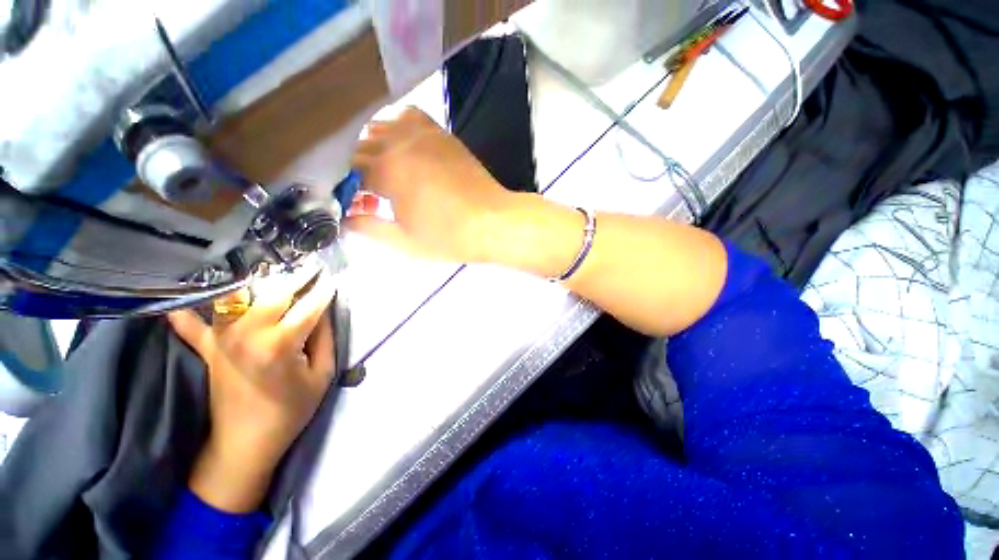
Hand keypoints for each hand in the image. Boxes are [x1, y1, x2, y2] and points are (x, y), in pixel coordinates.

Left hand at [168, 265, 336, 511]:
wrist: (246, 442)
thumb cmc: (292, 410)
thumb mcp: (322, 374)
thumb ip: (325, 338)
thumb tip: (323, 310)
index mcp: (281, 343)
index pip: (310, 306)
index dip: (325, 290)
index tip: (333, 278)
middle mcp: (249, 333)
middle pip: (274, 293)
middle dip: (297, 277)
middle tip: (310, 267)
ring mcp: (223, 339)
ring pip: (233, 297)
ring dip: (248, 279)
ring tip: (262, 266)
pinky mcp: (207, 349)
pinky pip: (190, 324)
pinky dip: (186, 309)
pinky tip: (183, 293)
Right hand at [348, 107, 512, 262]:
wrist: (493, 223)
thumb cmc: (450, 237)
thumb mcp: (404, 242)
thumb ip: (368, 228)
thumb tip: (344, 218)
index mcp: (386, 171)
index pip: (348, 171)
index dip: (349, 190)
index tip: (359, 208)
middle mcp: (399, 144)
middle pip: (361, 148)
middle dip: (359, 172)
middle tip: (374, 197)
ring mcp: (422, 135)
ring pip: (380, 128)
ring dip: (375, 149)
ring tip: (388, 174)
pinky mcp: (441, 134)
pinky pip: (409, 117)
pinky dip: (398, 128)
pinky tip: (404, 149)